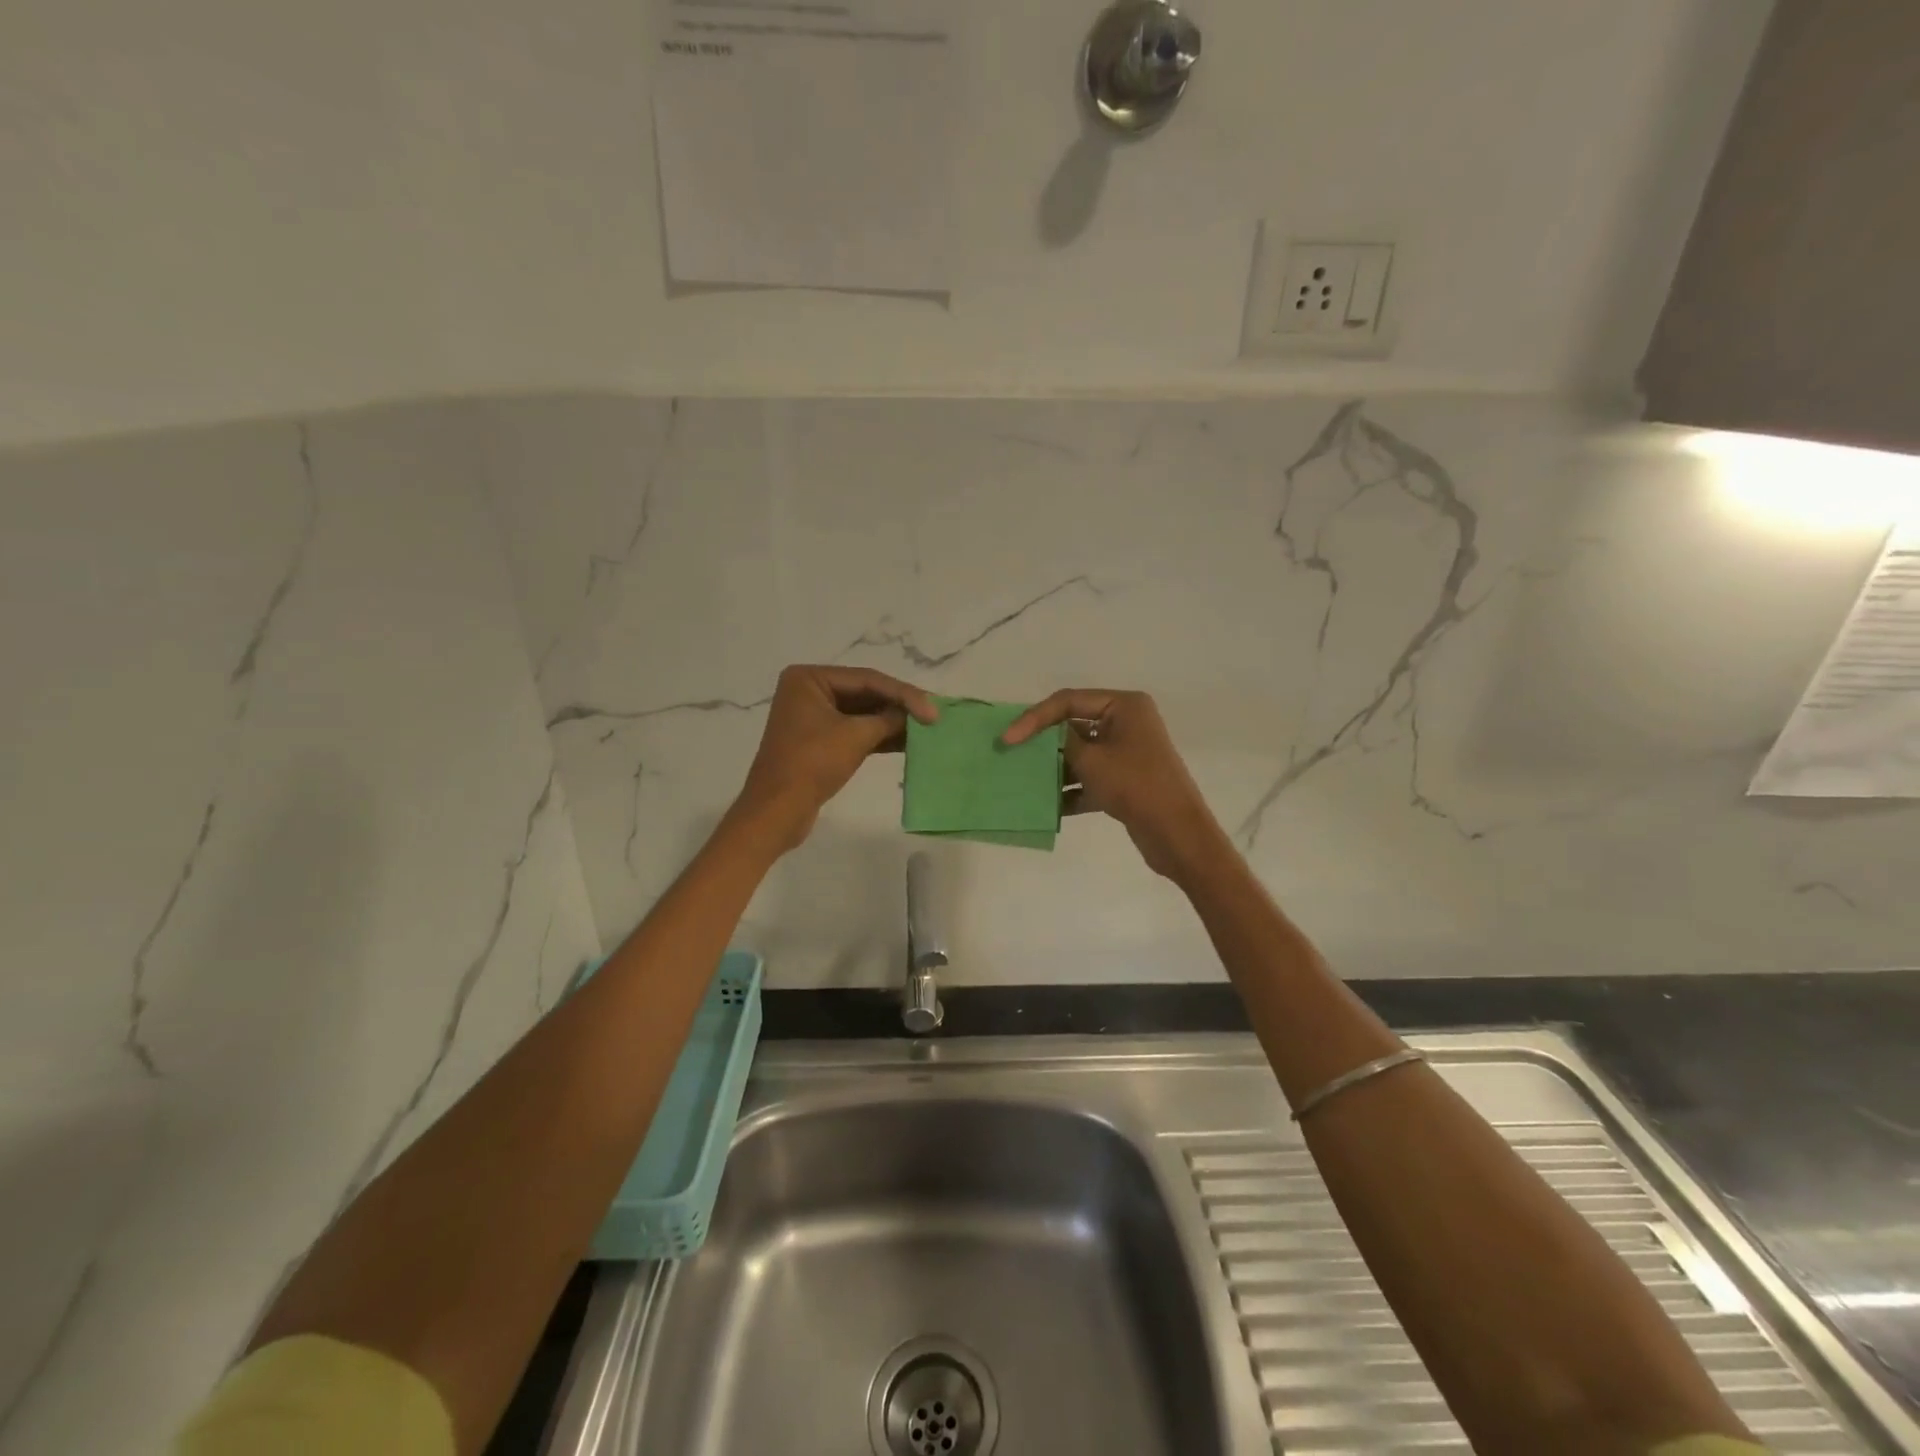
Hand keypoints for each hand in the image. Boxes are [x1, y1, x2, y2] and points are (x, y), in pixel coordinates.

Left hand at [732, 665, 937, 852]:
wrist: (777, 811)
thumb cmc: (812, 764)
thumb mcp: (855, 737)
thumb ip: (888, 719)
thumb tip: (914, 715)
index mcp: (809, 679)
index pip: (867, 679)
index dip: (904, 694)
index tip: (933, 710)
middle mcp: (809, 691)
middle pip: (865, 694)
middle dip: (899, 707)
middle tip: (933, 717)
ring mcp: (813, 717)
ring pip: (862, 714)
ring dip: (893, 723)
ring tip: (926, 730)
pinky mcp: (819, 742)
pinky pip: (855, 732)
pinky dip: (880, 737)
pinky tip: (908, 743)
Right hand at [1002, 688, 1226, 882]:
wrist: (1177, 833)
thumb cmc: (1134, 785)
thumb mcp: (1090, 759)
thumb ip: (1060, 742)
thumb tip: (1041, 736)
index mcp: (1124, 706)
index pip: (1068, 701)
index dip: (1034, 718)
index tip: (1008, 739)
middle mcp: (1127, 723)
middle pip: (1073, 726)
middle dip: (1044, 744)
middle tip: (1011, 756)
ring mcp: (1127, 753)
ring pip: (1080, 755)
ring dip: (1055, 769)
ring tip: (1025, 781)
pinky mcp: (1126, 780)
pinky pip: (1090, 778)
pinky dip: (1071, 790)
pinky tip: (1048, 807)